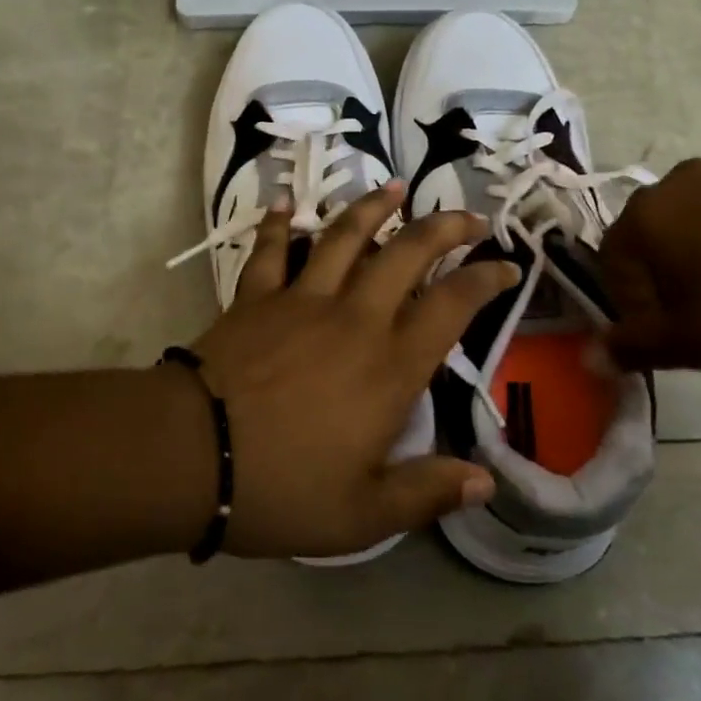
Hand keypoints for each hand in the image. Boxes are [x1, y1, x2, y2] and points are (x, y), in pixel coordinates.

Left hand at [188, 182, 518, 559]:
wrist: (192, 454)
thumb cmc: (282, 488)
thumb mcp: (363, 513)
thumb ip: (427, 492)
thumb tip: (486, 481)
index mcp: (389, 367)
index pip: (453, 307)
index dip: (486, 280)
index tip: (508, 266)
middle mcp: (354, 318)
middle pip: (407, 254)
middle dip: (444, 228)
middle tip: (468, 217)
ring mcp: (302, 299)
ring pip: (345, 237)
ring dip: (374, 208)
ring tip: (395, 187)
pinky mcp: (256, 296)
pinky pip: (272, 249)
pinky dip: (279, 224)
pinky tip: (285, 203)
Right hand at [597, 158, 700, 371]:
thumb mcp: (698, 343)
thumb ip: (636, 348)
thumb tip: (590, 356)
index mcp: (644, 217)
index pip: (611, 267)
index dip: (637, 308)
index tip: (680, 336)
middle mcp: (672, 182)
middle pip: (652, 241)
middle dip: (671, 281)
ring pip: (695, 223)